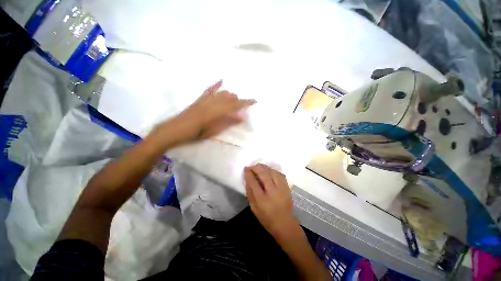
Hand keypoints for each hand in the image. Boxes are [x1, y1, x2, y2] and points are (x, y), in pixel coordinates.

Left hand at [154, 80, 255, 146]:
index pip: (236, 104)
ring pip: (223, 93)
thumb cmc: (197, 133)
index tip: (255, 101)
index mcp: (219, 111)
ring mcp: (207, 99)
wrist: (177, 129)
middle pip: (231, 97)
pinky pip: (209, 90)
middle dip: (239, 101)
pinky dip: (216, 85)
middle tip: (242, 108)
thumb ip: (229, 122)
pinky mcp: (200, 99)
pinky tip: (221, 81)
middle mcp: (214, 102)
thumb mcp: (215, 130)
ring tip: (234, 102)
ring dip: (231, 96)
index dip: (246, 102)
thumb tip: (242, 116)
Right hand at [245, 164, 299, 238]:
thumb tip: (247, 180)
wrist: (285, 224)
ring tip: (259, 166)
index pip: (254, 182)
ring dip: (265, 167)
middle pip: (264, 174)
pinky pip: (280, 174)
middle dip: (256, 168)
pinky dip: (273, 170)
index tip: (246, 168)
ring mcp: (281, 188)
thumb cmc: (267, 218)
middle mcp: (272, 192)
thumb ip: (250, 193)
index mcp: (262, 200)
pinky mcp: (287, 187)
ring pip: (272, 172)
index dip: (249, 174)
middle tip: (251, 166)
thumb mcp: (254, 209)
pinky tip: (269, 170)